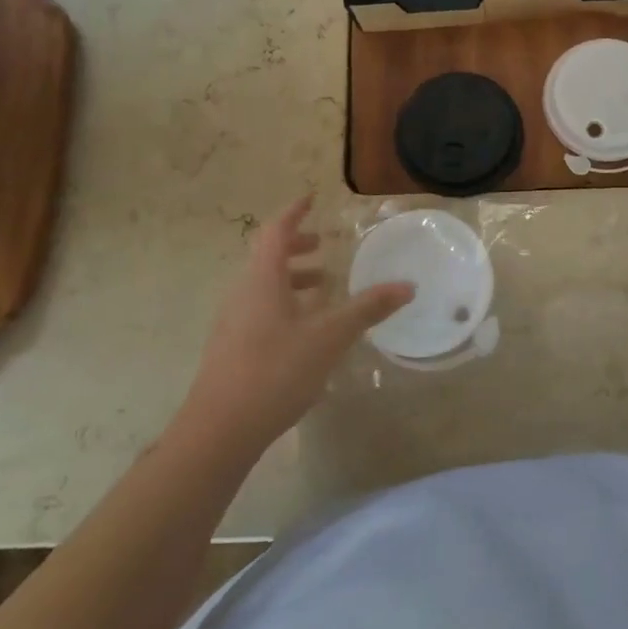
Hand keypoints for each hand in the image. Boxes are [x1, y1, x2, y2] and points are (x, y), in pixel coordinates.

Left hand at [179, 198, 412, 451]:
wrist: (219, 430)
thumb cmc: (275, 371)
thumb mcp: (329, 337)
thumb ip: (367, 309)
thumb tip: (407, 286)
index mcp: (262, 279)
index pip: (276, 231)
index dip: (294, 212)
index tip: (312, 198)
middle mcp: (242, 292)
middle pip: (267, 256)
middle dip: (296, 245)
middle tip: (323, 245)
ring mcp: (233, 322)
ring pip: (263, 285)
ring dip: (292, 278)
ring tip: (322, 288)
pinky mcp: (232, 348)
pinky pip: (260, 309)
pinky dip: (285, 303)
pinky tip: (306, 331)